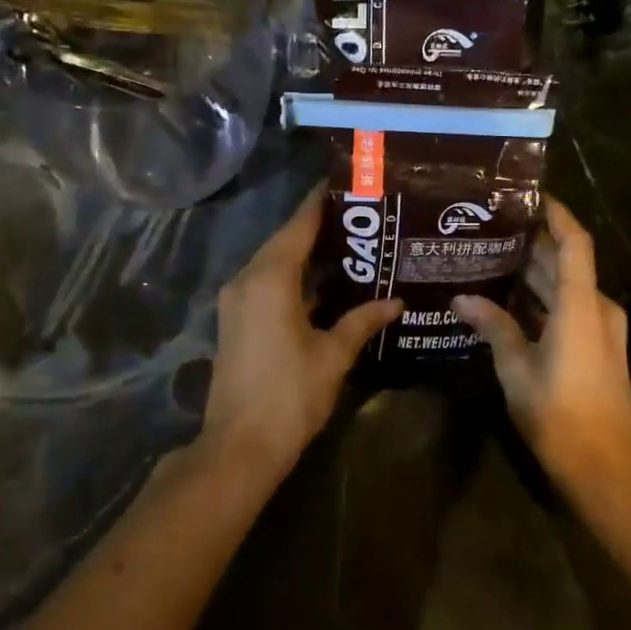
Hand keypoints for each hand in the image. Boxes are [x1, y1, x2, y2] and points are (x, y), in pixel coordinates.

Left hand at [200, 188, 403, 479]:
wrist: (239, 446)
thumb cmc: (290, 395)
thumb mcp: (333, 355)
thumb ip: (362, 321)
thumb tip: (395, 301)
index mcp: (270, 278)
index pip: (300, 225)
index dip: (321, 202)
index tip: (346, 183)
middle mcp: (247, 279)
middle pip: (284, 240)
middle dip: (317, 225)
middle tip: (360, 215)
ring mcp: (236, 301)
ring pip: (274, 262)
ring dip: (304, 252)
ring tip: (348, 241)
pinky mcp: (236, 320)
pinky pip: (266, 282)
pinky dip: (292, 276)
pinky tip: (323, 281)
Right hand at [453, 197, 630, 487]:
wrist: (606, 466)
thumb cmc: (559, 415)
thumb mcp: (517, 370)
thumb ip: (494, 328)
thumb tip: (462, 300)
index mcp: (581, 305)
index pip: (574, 242)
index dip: (556, 214)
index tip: (530, 195)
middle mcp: (597, 308)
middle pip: (567, 263)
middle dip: (533, 244)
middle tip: (492, 229)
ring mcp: (603, 328)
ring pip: (568, 287)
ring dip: (536, 273)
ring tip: (493, 258)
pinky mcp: (600, 347)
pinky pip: (571, 308)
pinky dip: (545, 299)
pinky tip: (511, 301)